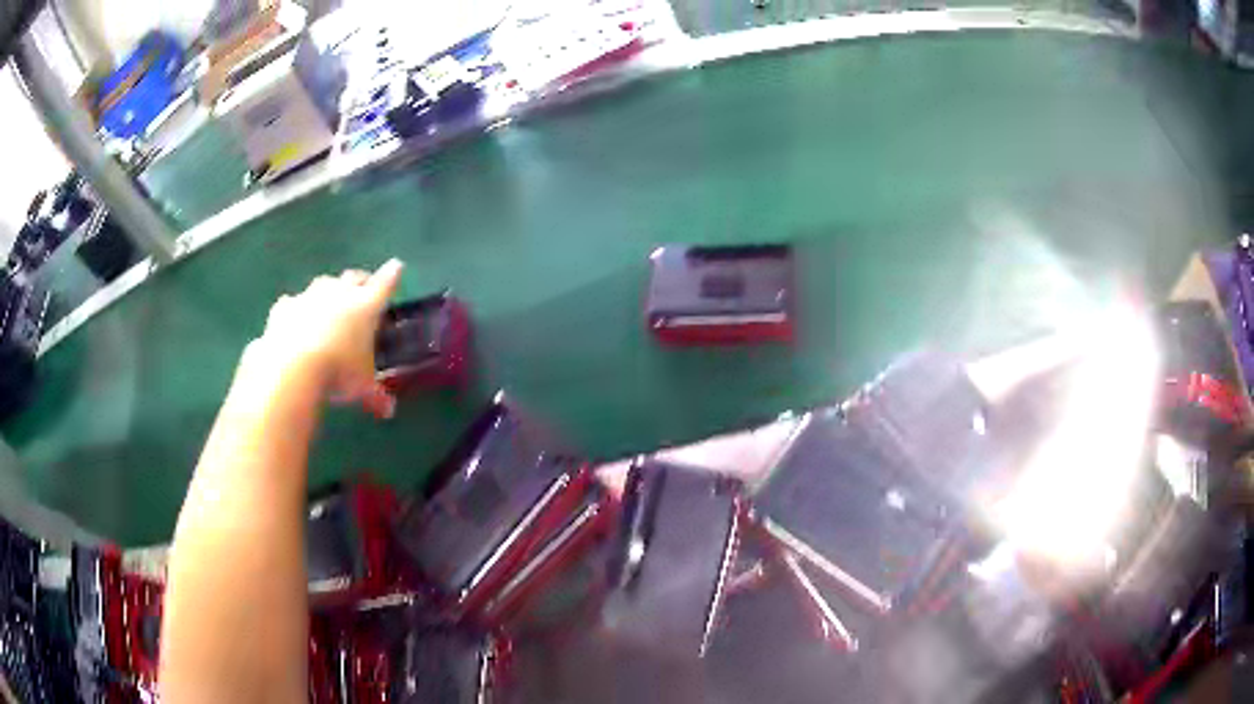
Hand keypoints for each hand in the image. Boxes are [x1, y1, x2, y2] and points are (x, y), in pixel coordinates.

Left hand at [251, 260, 403, 417]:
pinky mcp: (285, 306)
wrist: (292, 366)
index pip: (385, 284)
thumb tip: (389, 411)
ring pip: (323, 284)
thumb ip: (376, 396)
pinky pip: (292, 303)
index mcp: (366, 307)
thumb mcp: (362, 388)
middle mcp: (339, 293)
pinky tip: (294, 320)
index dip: (392, 275)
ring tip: (327, 304)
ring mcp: (310, 296)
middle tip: (362, 289)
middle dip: (360, 281)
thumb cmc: (338, 372)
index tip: (397, 266)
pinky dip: (296, 309)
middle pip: (353, 277)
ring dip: (328, 291)